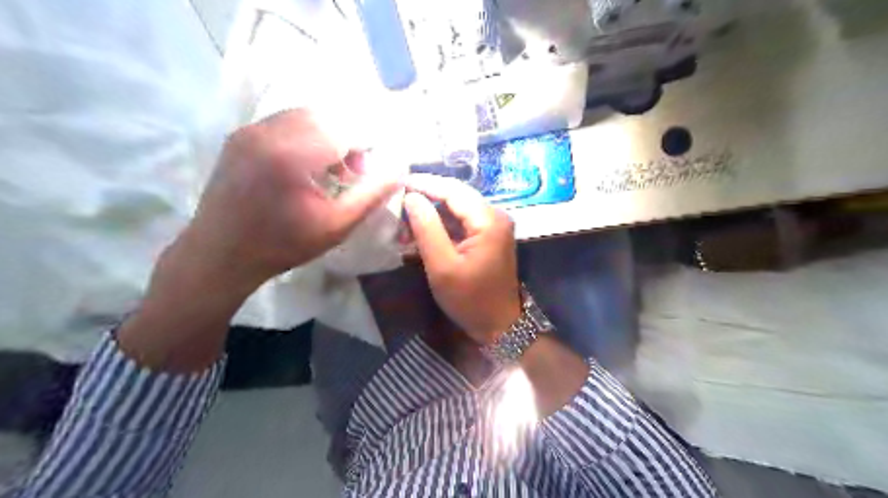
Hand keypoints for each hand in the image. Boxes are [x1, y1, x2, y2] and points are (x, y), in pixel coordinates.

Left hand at [181, 109, 402, 296]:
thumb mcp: (337, 225)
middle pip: (325, 116)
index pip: (345, 127)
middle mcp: (266, 131)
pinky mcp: (239, 136)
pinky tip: (304, 168)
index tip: (365, 174)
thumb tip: (400, 167)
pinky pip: (283, 123)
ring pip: (304, 116)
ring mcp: (249, 130)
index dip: (364, 147)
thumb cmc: (282, 245)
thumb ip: (373, 193)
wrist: (219, 255)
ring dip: (326, 137)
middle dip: (347, 140)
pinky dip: (304, 137)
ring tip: (329, 172)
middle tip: (351, 174)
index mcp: (291, 153)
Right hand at [402, 175, 521, 345]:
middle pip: (456, 196)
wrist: (499, 325)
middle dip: (426, 198)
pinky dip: (441, 226)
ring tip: (403, 222)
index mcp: (488, 220)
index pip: (453, 190)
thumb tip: (412, 198)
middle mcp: (495, 216)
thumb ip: (427, 229)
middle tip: (397, 202)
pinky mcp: (488, 237)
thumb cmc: (470, 300)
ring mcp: (493, 226)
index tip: (397, 182)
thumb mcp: (443, 266)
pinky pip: (461, 223)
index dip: (425, 183)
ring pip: (457, 209)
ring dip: (431, 214)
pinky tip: (420, 233)